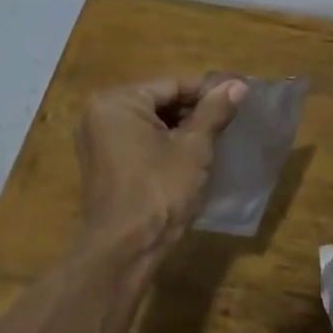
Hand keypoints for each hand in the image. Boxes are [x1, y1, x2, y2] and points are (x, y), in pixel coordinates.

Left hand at [77, 76, 247, 245]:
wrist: (125, 248)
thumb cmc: (160, 191)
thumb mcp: (194, 149)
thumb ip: (214, 112)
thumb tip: (238, 85)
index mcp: (117, 102)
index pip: (171, 85)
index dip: (207, 92)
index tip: (237, 98)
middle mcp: (99, 115)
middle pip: (157, 102)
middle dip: (192, 112)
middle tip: (229, 121)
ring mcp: (95, 141)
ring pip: (147, 124)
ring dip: (179, 130)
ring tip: (214, 140)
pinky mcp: (100, 165)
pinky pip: (136, 143)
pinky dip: (161, 146)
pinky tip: (189, 159)